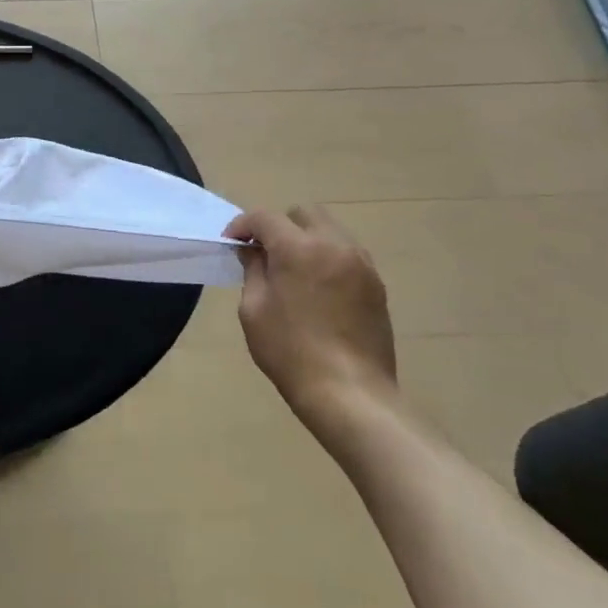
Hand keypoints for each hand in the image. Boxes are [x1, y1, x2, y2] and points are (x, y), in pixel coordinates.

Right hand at [223, 205, 395, 422]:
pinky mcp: (376, 285)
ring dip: (307, 239)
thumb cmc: (291, 352)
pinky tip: (318, 288)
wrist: (350, 394)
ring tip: (293, 270)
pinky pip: (347, 255)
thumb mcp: (254, 310)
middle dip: (280, 225)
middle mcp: (334, 245)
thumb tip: (254, 251)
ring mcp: (361, 264)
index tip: (232, 243)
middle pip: (304, 213)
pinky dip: (328, 258)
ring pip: (330, 230)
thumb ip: (253, 270)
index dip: (243, 225)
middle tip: (265, 252)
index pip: (265, 217)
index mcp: (299, 248)